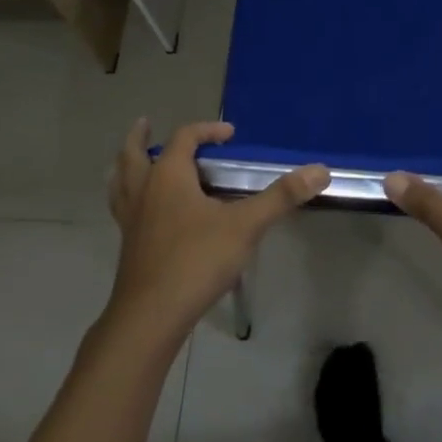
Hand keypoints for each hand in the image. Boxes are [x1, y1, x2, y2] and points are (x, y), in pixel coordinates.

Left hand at [105, 118, 328, 344]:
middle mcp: (144, 191)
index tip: (229, 135)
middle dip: (140, 138)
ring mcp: (131, 221)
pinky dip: (127, 197)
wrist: (150, 318)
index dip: (207, 131)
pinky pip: (122, 210)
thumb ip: (281, 197)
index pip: (184, 138)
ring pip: (120, 182)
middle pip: (133, 154)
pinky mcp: (128, 247)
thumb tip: (320, 170)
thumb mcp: (245, 225)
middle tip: (145, 123)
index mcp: (168, 176)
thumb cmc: (196, 261)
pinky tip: (142, 212)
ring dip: (126, 166)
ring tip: (133, 161)